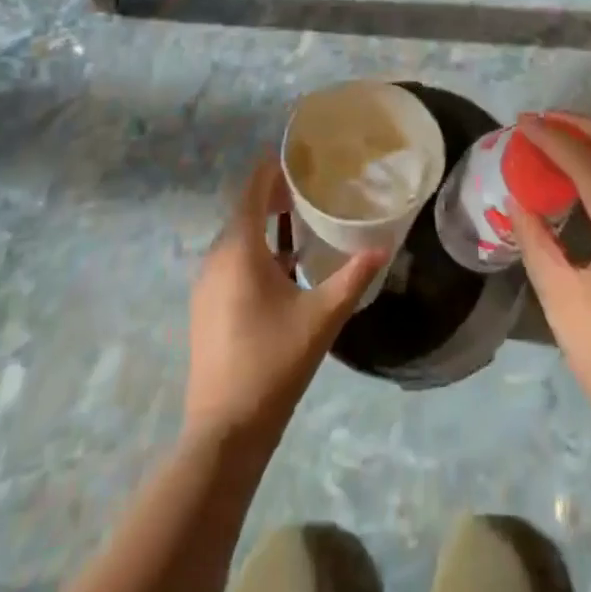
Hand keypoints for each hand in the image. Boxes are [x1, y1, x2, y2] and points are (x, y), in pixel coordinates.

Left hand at [182, 159, 383, 444]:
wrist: (223, 434)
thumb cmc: (273, 364)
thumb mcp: (322, 317)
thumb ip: (353, 277)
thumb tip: (385, 246)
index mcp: (239, 249)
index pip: (253, 189)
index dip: (274, 168)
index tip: (303, 157)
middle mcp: (216, 258)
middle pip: (245, 210)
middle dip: (275, 194)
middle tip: (312, 188)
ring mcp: (206, 285)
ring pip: (237, 238)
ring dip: (265, 224)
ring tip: (302, 222)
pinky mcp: (205, 307)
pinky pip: (231, 261)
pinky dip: (255, 251)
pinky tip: (284, 268)